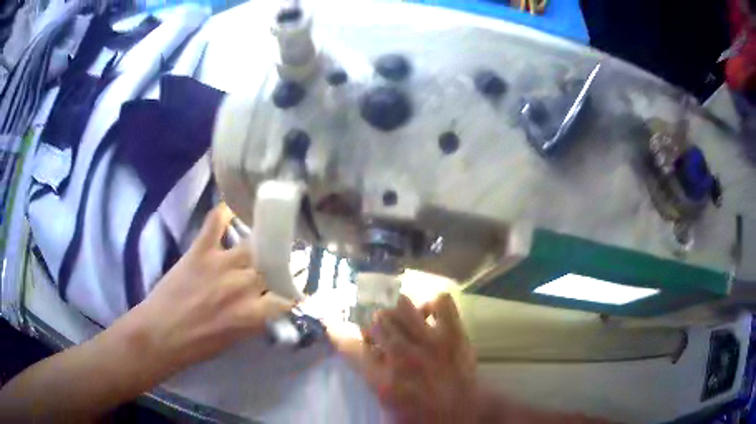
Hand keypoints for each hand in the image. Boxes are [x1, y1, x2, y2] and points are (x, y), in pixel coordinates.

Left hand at [120, 203, 293, 374]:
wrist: (161, 334)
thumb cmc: (198, 345)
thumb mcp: (236, 339)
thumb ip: (255, 318)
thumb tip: (267, 303)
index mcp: (253, 314)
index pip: (288, 296)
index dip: (294, 291)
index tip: (296, 288)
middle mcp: (243, 286)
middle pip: (272, 266)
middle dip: (278, 265)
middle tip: (277, 262)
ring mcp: (221, 264)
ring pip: (253, 244)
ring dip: (259, 243)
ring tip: (262, 238)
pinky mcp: (201, 250)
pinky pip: (216, 222)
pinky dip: (224, 211)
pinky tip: (231, 207)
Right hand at [334, 294, 478, 423]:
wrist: (465, 414)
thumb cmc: (422, 415)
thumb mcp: (386, 402)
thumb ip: (371, 375)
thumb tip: (365, 350)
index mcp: (383, 380)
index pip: (349, 345)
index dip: (337, 332)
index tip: (334, 326)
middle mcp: (403, 356)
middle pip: (377, 319)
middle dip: (374, 323)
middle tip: (380, 331)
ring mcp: (432, 342)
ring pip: (401, 306)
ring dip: (396, 312)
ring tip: (401, 320)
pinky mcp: (455, 334)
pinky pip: (440, 302)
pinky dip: (432, 305)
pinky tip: (429, 316)